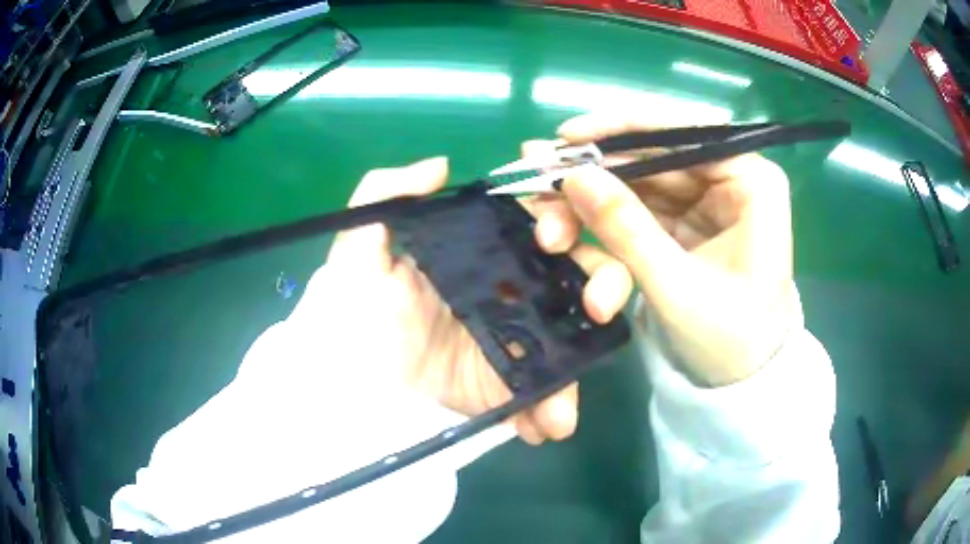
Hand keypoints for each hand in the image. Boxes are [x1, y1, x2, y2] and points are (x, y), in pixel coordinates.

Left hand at [293, 157, 630, 444]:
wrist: (347, 386)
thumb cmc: (351, 313)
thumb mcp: (358, 250)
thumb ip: (386, 195)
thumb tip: (441, 166)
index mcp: (481, 249)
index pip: (538, 219)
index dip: (560, 217)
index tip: (548, 237)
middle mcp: (510, 287)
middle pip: (577, 271)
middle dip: (603, 280)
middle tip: (596, 306)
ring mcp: (516, 339)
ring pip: (577, 333)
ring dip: (588, 355)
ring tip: (573, 384)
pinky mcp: (509, 384)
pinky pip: (549, 390)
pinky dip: (555, 407)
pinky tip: (548, 425)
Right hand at [528, 112, 794, 385]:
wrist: (739, 381)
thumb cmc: (729, 339)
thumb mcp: (677, 287)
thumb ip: (627, 228)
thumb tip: (573, 176)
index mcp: (750, 183)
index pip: (685, 132)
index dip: (623, 127)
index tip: (568, 137)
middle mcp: (727, 180)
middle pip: (651, 157)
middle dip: (594, 177)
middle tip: (537, 181)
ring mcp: (703, 203)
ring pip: (635, 185)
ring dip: (589, 206)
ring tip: (547, 229)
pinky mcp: (682, 225)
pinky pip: (634, 212)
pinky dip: (601, 228)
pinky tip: (568, 240)